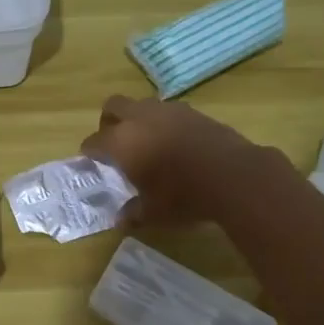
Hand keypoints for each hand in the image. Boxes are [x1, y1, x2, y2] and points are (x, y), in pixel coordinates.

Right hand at [82, 94, 288, 226]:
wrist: (234, 176)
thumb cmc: (183, 195)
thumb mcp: (154, 212)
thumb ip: (133, 213)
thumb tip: (121, 220)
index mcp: (121, 141)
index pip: (94, 141)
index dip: (89, 152)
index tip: (90, 161)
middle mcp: (140, 118)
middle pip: (113, 106)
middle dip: (109, 122)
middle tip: (114, 142)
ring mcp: (168, 110)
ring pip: (142, 105)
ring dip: (138, 119)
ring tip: (147, 142)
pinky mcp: (193, 111)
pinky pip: (169, 112)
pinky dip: (164, 123)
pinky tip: (174, 143)